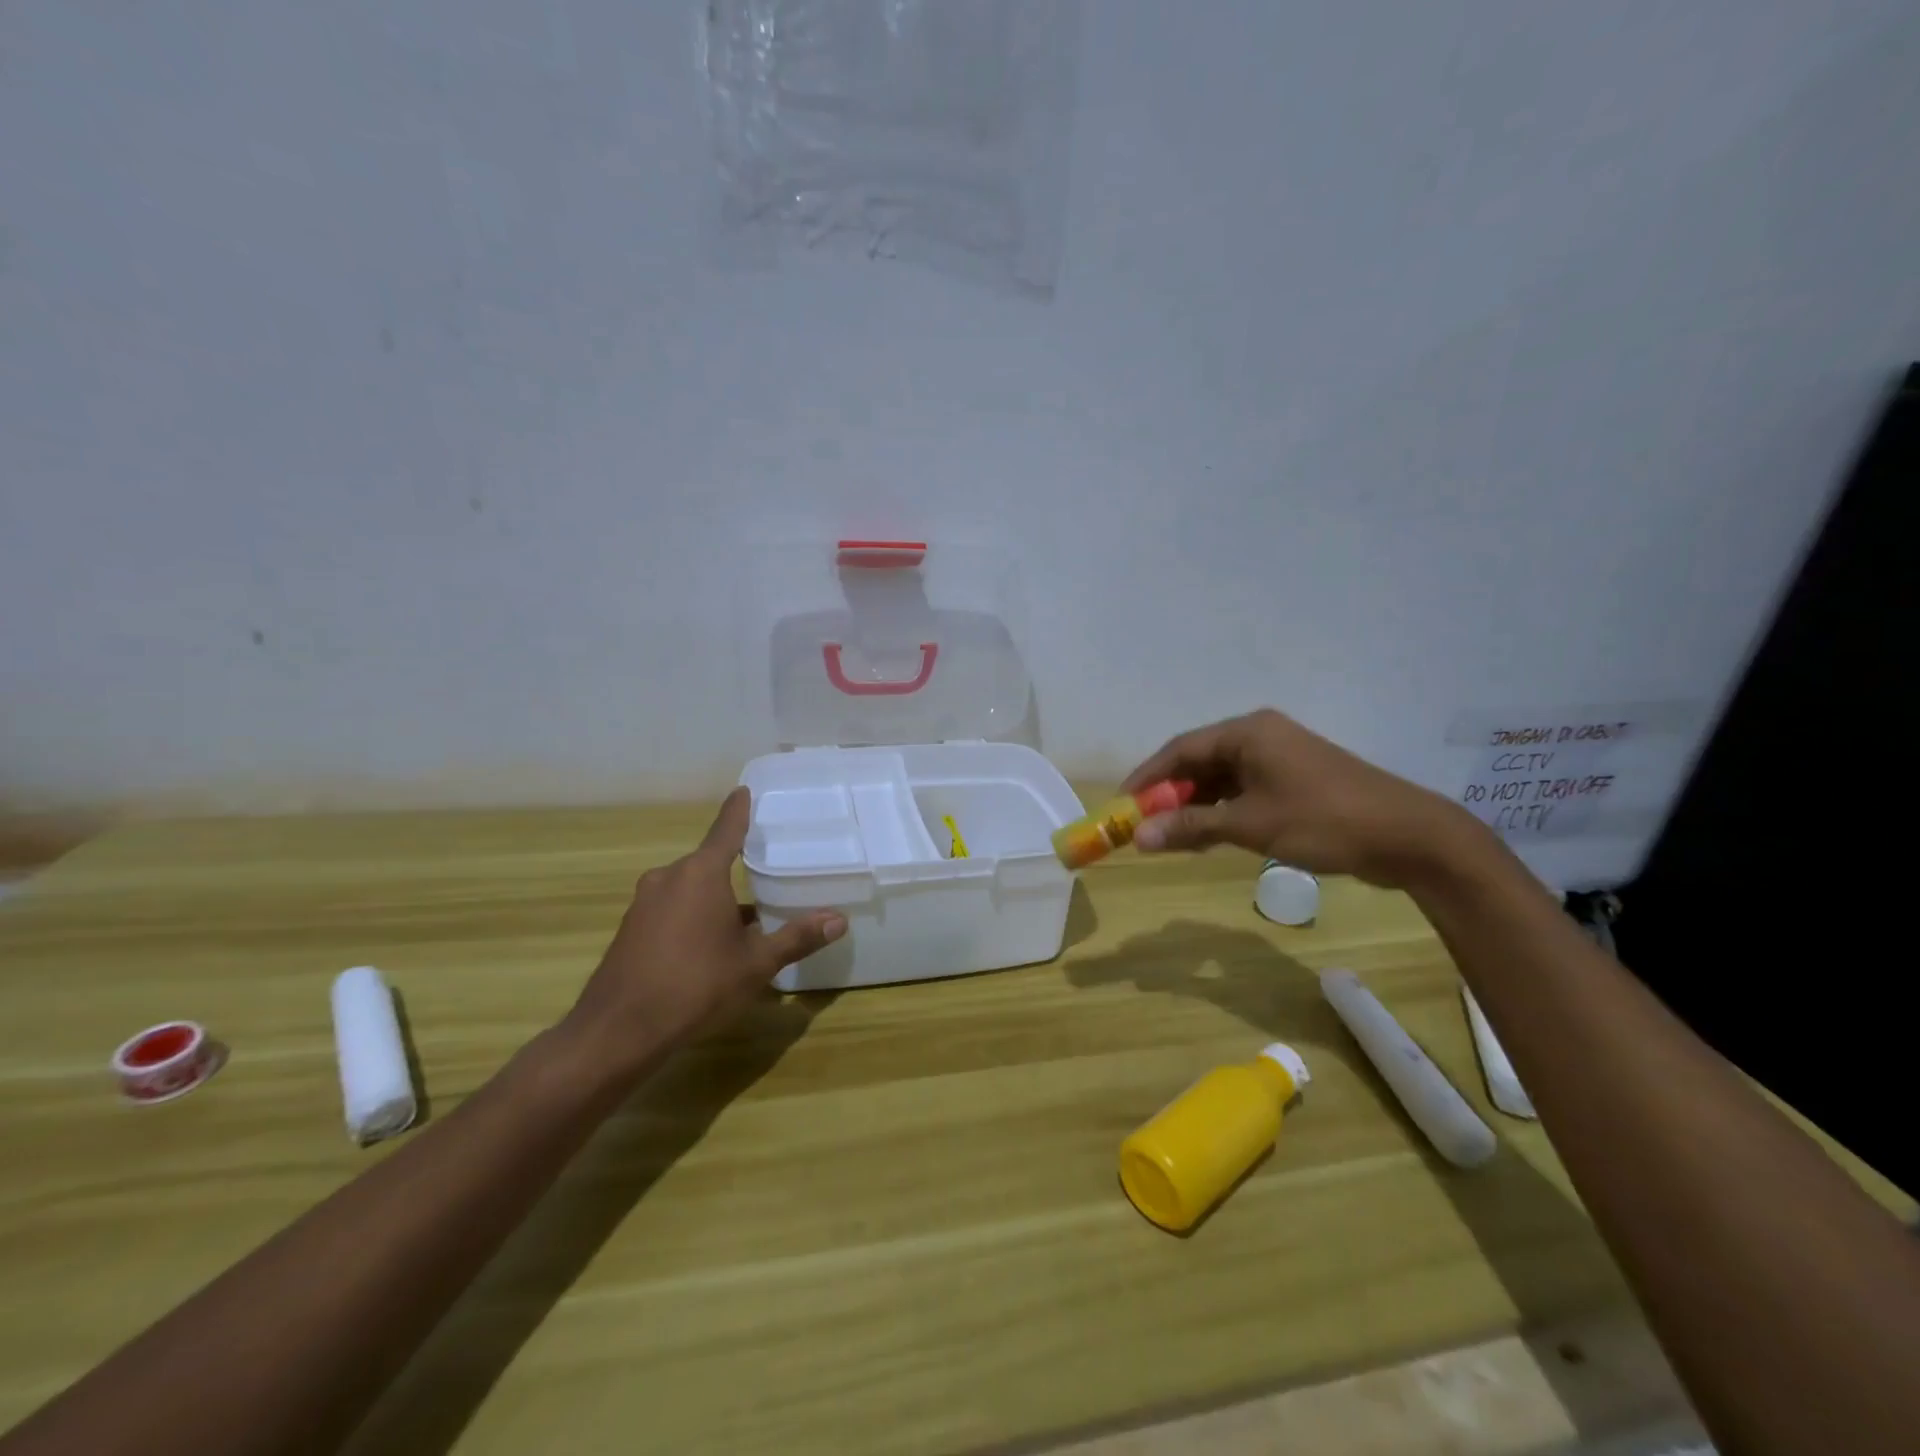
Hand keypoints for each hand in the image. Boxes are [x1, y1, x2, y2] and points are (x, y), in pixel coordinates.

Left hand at [558, 788, 845, 1079]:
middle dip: (735, 869)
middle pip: (709, 863)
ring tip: (745, 919)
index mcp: (701, 874)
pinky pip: (671, 909)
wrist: (618, 1032)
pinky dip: (692, 916)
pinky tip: (708, 947)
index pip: (726, 829)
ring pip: (690, 889)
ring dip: (715, 899)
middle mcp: (669, 878)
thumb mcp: (755, 964)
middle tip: (765, 873)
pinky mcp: (630, 929)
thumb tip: (839, 919)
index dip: (738, 810)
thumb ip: (796, 938)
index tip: (744, 790)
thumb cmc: (695, 986)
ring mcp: (644, 903)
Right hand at [1121, 708, 1485, 887]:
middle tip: (1145, 825)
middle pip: (1199, 761)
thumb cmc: (1323, 820)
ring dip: (1195, 806)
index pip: (1180, 749)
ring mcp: (1280, 758)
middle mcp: (1260, 736)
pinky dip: (1222, 811)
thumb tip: (1139, 838)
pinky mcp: (1295, 780)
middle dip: (1170, 794)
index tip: (1123, 805)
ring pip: (1221, 778)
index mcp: (1248, 732)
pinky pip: (1244, 790)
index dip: (1147, 777)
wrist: (1408, 836)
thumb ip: (1191, 827)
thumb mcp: (1250, 825)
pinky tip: (1209, 836)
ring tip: (1172, 837)